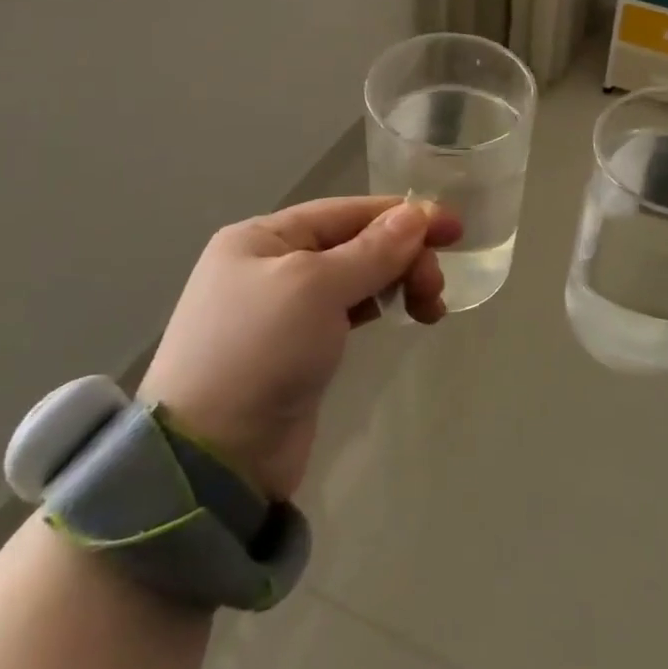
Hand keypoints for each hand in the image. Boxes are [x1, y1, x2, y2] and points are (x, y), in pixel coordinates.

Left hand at [138, 197, 461, 500]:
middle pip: (354, 243)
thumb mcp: (316, 287)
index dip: (402, 215)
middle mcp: (270, 264)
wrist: (213, 457)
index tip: (454, 228)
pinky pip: (348, 310)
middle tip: (436, 288)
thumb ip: (372, 250)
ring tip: (429, 308)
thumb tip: (417, 215)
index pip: (345, 211)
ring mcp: (283, 309)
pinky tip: (402, 315)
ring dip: (396, 281)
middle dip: (402, 256)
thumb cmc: (260, 351)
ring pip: (356, 277)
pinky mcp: (299, 348)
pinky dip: (379, 306)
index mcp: (262, 237)